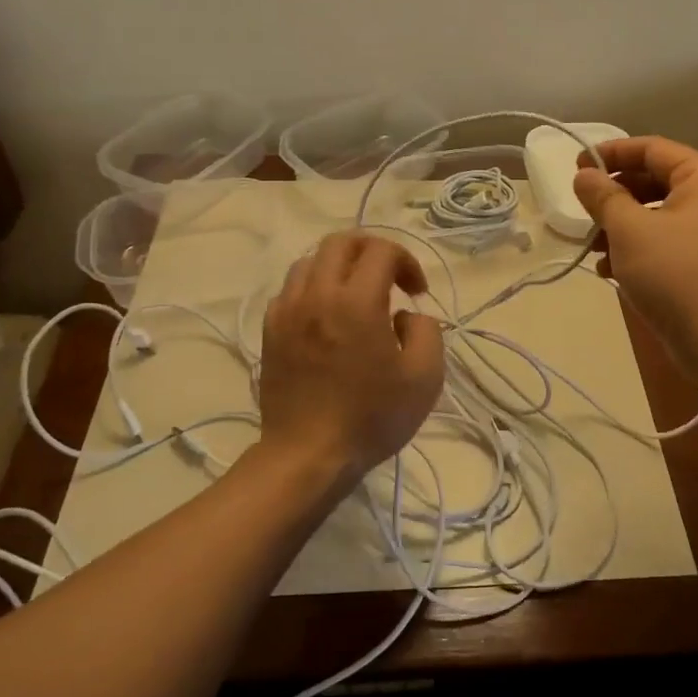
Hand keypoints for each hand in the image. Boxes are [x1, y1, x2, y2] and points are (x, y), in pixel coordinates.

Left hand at [258, 231, 445, 501]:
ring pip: (311, 261)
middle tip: (389, 278)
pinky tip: (326, 317)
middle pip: (341, 241)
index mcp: (357, 301)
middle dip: (371, 250)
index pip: (381, 250)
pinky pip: (291, 289)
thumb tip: (404, 314)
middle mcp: (317, 294)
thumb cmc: (371, 418)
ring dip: (339, 267)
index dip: (407, 261)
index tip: (416, 292)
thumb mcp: (424, 377)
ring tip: (357, 296)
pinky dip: (313, 289)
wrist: (308, 455)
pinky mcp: (270, 330)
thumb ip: (426, 330)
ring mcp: (287, 311)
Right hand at [573, 137, 697, 375]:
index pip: (652, 148)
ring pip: (654, 214)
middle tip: (584, 211)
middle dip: (614, 196)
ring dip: (619, 227)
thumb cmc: (675, 274)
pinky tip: (610, 271)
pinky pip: (663, 242)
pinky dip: (635, 250)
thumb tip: (584, 176)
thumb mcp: (629, 230)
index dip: (611, 153)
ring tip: (594, 248)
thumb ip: (603, 197)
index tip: (576, 167)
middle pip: (653, 180)